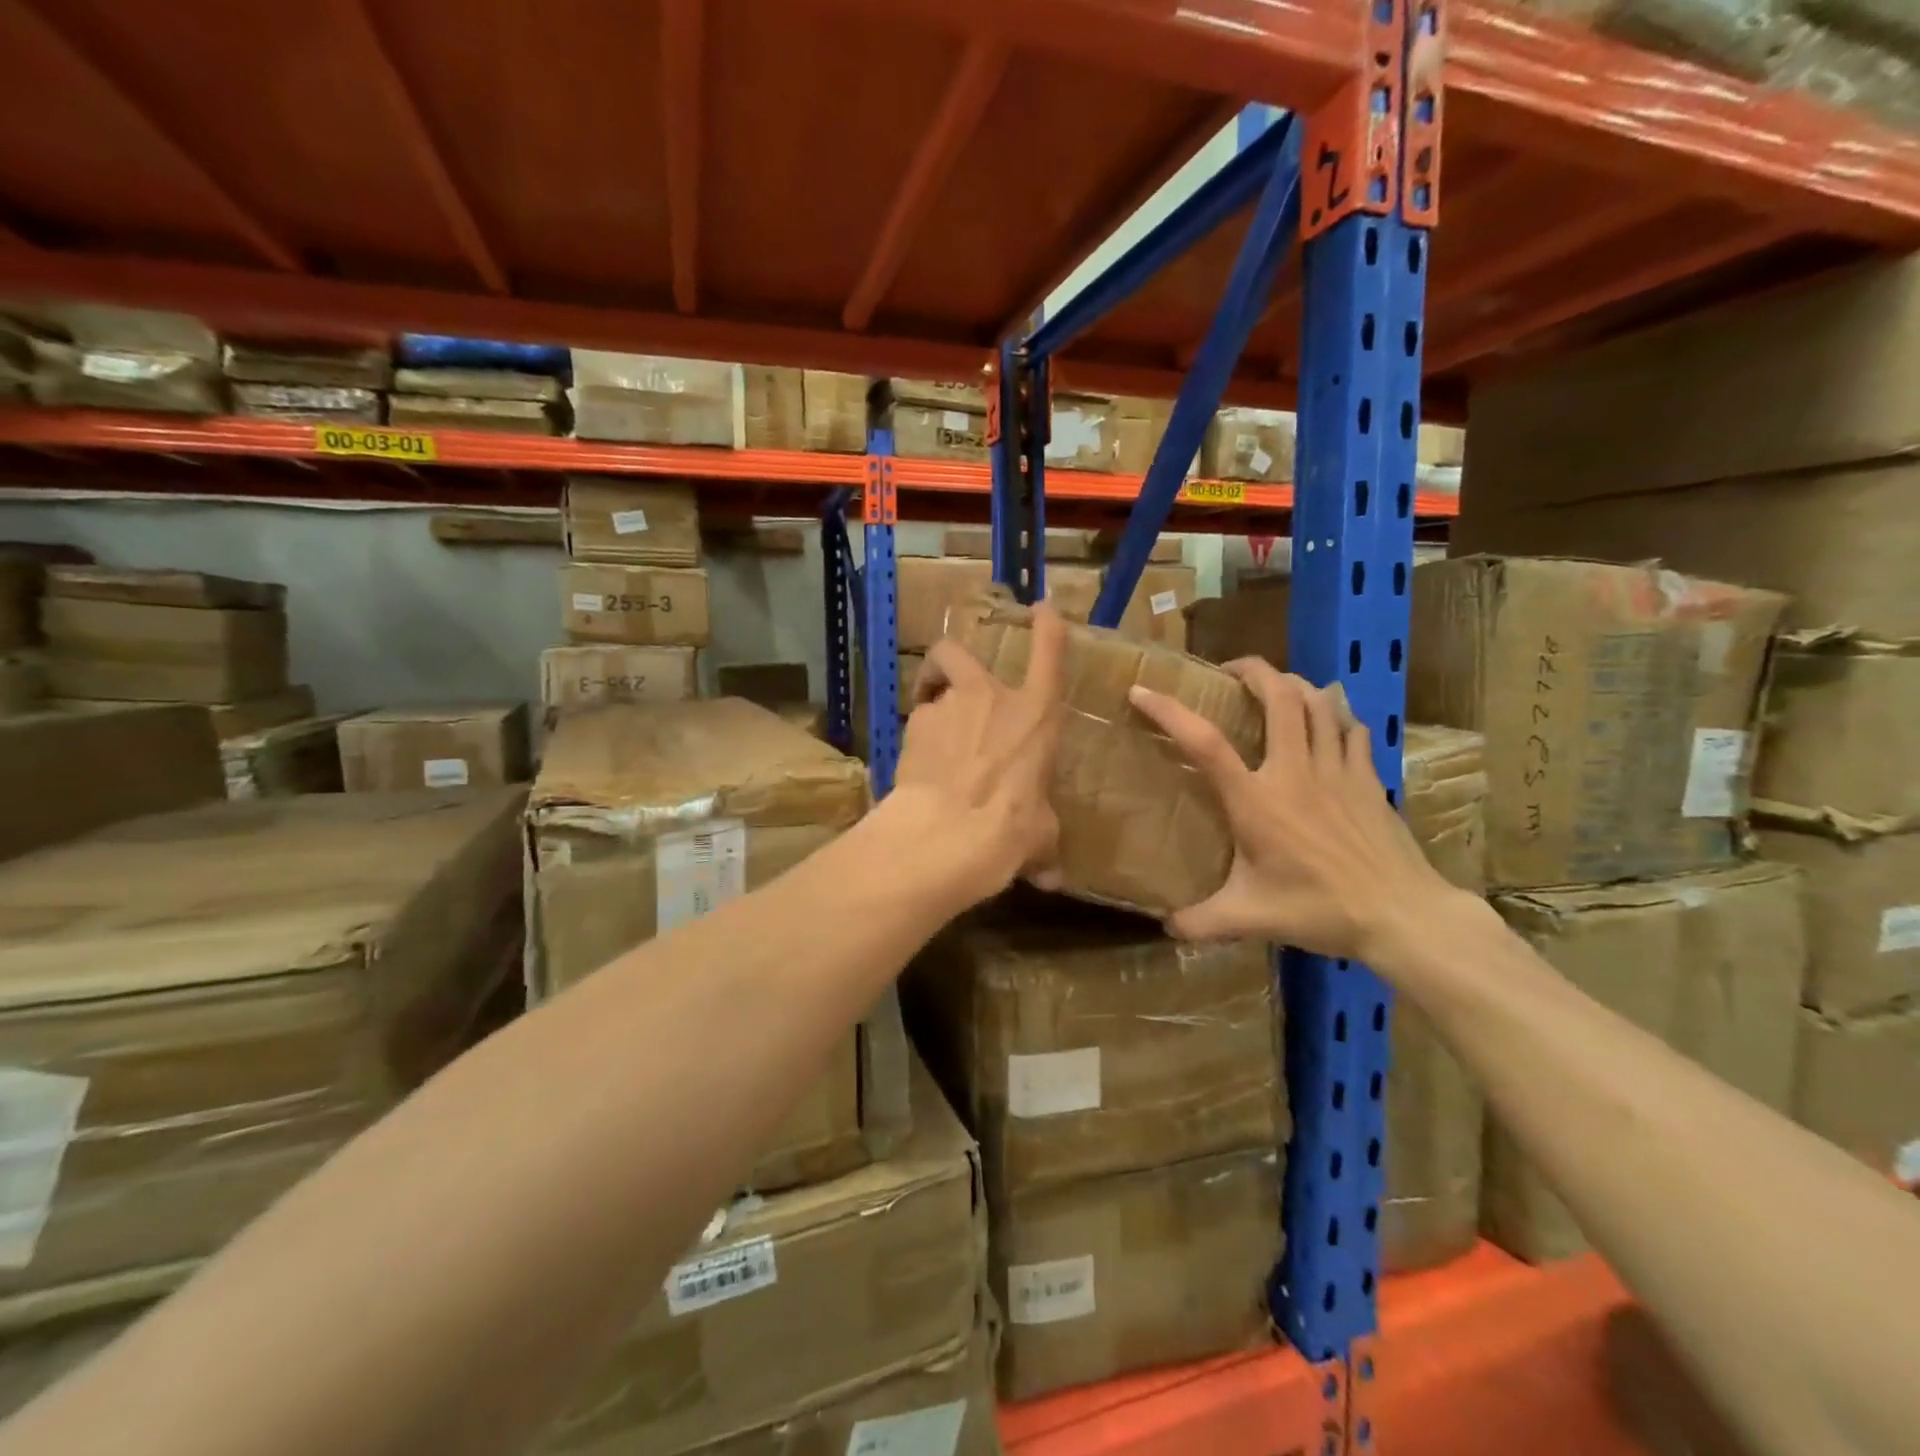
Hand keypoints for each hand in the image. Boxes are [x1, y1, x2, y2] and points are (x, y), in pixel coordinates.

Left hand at [889, 601, 1067, 903]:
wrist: (947, 834)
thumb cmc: (1010, 829)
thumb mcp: (1039, 839)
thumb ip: (1044, 847)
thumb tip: (1053, 879)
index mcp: (1035, 715)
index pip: (1048, 653)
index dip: (1046, 627)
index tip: (1042, 606)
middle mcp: (991, 698)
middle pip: (958, 652)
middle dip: (948, 662)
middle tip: (947, 687)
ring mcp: (947, 708)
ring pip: (931, 691)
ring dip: (932, 709)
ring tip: (934, 745)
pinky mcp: (911, 728)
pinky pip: (915, 726)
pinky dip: (918, 742)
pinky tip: (919, 771)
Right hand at [1127, 659, 1458, 962]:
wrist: (1401, 914)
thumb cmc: (1319, 909)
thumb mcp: (1250, 919)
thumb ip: (1202, 923)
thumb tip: (1167, 928)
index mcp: (1256, 800)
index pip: (1205, 743)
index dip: (1169, 711)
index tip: (1142, 690)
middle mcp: (1294, 771)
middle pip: (1279, 696)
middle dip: (1253, 671)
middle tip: (1231, 672)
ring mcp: (1337, 770)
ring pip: (1319, 703)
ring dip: (1295, 685)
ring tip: (1277, 687)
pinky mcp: (1368, 778)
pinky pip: (1351, 729)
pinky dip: (1335, 715)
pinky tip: (1328, 722)